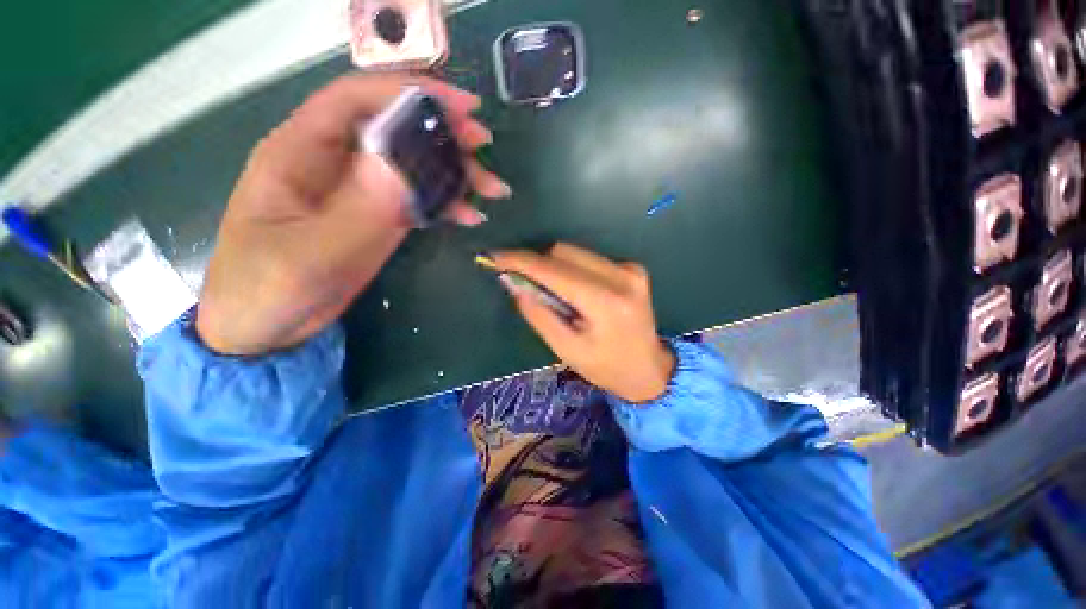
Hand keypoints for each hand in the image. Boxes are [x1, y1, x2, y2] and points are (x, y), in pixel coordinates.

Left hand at [196, 74, 508, 354]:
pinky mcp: (378, 217)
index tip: (462, 107)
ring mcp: (361, 191)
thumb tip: (400, 163)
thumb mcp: (310, 255)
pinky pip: (418, 198)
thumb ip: (357, 210)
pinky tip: (470, 215)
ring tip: (491, 190)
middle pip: (394, 128)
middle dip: (442, 132)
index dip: (409, 93)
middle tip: (484, 146)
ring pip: (413, 164)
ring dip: (454, 171)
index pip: (357, 100)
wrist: (267, 328)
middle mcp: (334, 162)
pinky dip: (447, 202)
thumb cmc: (267, 289)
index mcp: (300, 151)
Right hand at [490, 243, 676, 402]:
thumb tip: (513, 283)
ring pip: (575, 252)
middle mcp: (621, 275)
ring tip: (552, 294)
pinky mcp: (632, 267)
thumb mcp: (567, 349)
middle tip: (522, 282)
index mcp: (605, 301)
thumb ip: (539, 314)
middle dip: (537, 264)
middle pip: (564, 252)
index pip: (554, 270)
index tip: (496, 257)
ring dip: (554, 266)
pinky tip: (573, 292)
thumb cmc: (606, 367)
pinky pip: (589, 258)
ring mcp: (630, 268)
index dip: (522, 261)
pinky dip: (572, 269)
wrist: (650, 370)